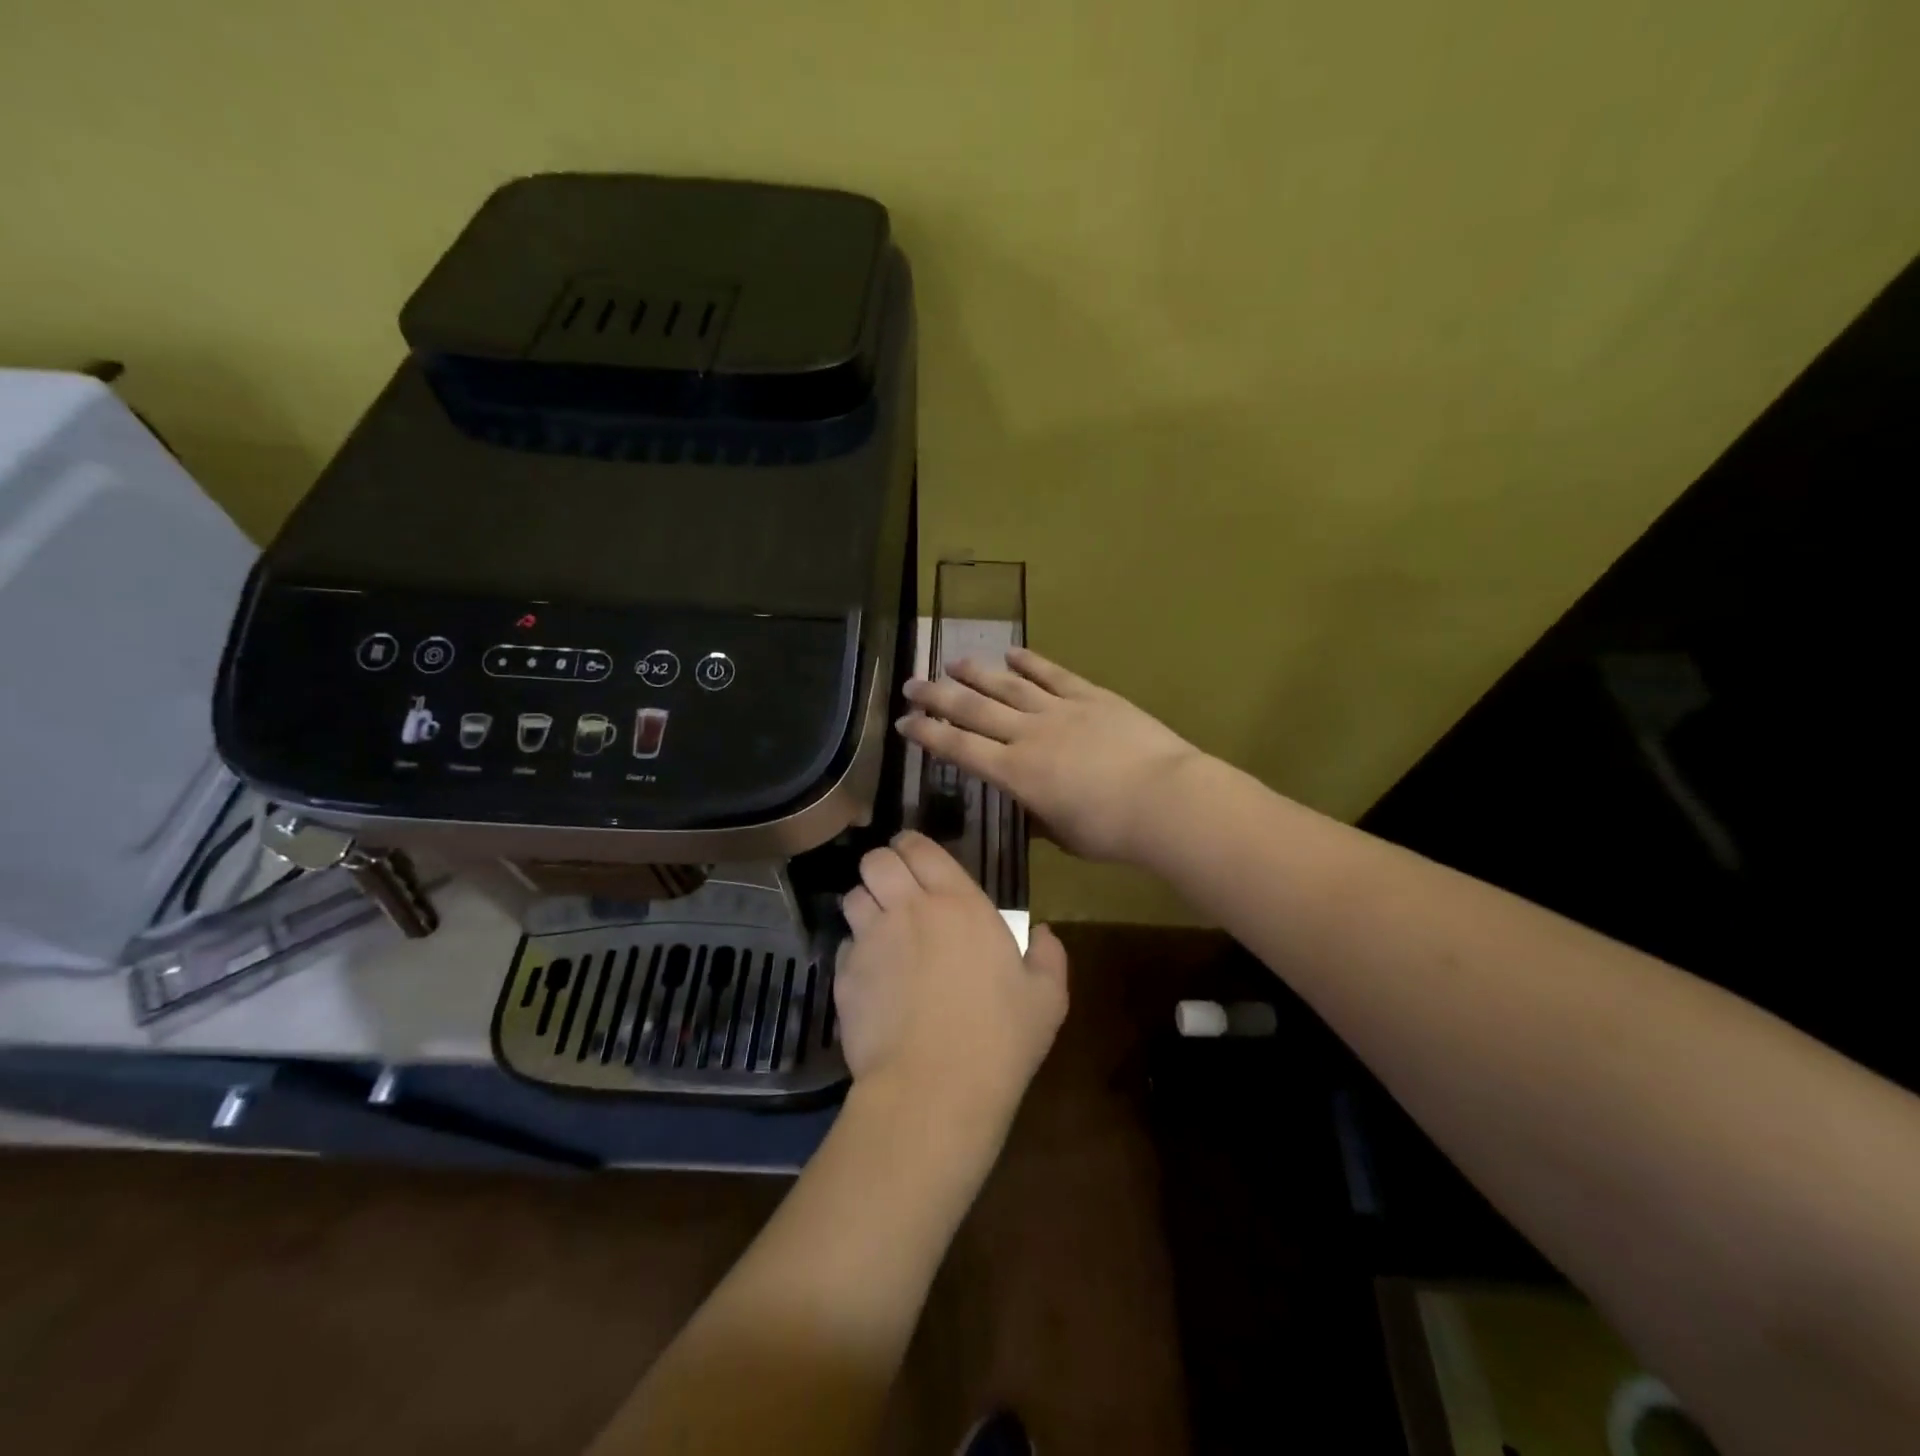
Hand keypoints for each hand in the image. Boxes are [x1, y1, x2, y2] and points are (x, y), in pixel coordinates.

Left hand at [835, 832, 1068, 1131]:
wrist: (934, 1089)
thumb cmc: (998, 1038)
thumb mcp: (1047, 999)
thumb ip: (1049, 956)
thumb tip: (1043, 933)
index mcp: (958, 903)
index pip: (920, 847)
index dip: (912, 846)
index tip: (915, 857)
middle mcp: (909, 909)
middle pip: (876, 860)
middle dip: (882, 866)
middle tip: (896, 888)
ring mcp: (872, 941)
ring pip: (852, 897)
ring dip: (865, 904)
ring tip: (879, 927)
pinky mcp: (845, 976)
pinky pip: (844, 945)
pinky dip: (855, 951)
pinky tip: (872, 975)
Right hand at [898, 647, 1203, 863]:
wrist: (1165, 800)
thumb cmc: (1112, 832)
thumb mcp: (1063, 835)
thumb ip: (1038, 817)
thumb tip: (1026, 806)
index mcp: (1016, 774)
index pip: (960, 749)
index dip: (928, 734)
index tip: (904, 723)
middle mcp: (1028, 735)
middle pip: (973, 710)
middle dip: (938, 697)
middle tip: (912, 684)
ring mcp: (1059, 710)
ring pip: (1007, 685)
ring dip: (976, 672)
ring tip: (952, 661)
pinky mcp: (1091, 696)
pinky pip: (1053, 674)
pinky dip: (1031, 661)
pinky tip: (1012, 652)